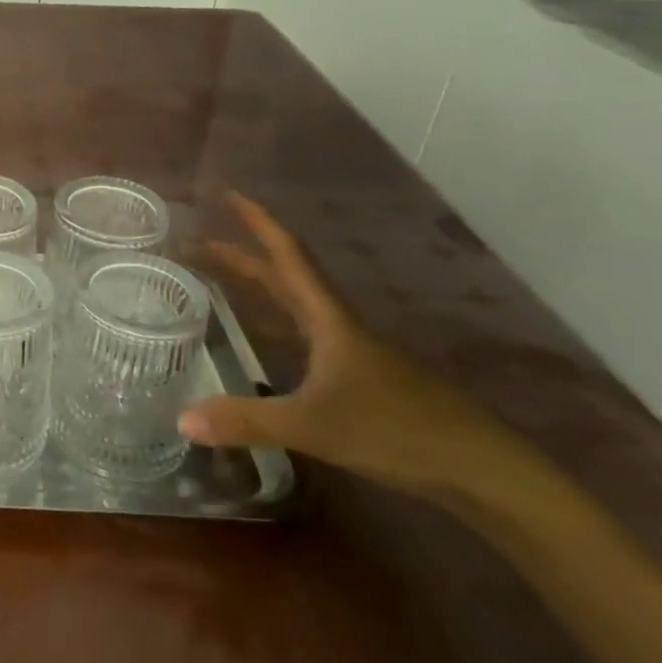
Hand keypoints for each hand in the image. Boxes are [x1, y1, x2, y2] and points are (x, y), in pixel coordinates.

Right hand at [180, 197, 525, 498]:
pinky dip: (276, 322)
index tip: (227, 194)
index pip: (287, 255)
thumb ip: (247, 420)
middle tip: (201, 243)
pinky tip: (265, 340)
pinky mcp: (361, 376)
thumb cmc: (396, 430)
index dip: (257, 222)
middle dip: (243, 254)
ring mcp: (352, 350)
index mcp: (328, 319)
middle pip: (285, 275)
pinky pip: (305, 333)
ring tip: (222, 281)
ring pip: (296, 304)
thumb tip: (182, 420)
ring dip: (260, 285)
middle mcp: (338, 325)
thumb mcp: (313, 425)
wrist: (479, 468)